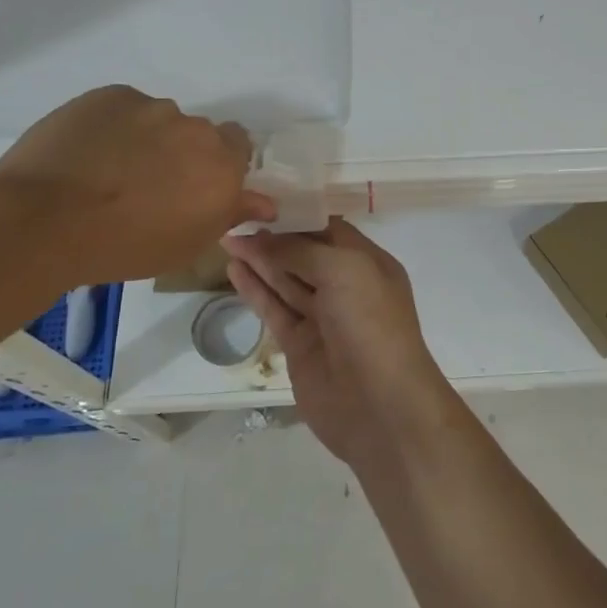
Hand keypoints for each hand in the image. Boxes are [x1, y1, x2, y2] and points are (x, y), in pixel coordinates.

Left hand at [0, 86, 275, 284]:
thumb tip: (266, 203)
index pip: (240, 146)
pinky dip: (114, 126)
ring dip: (148, 138)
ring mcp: (152, 108)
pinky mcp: (112, 95)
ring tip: (109, 169)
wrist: (42, 221)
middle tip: (150, 184)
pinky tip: (88, 152)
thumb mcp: (186, 244)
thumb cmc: (122, 246)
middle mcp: (196, 130)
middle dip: (182, 153)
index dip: (219, 164)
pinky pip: (124, 108)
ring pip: (160, 120)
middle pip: (198, 134)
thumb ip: (230, 214)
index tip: (195, 186)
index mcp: (222, 167)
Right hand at [222, 219, 462, 466]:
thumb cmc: (371, 323)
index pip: (330, 230)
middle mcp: (347, 287)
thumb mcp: (344, 270)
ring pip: (286, 280)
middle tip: (234, 219)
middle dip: (273, 237)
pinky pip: (275, 309)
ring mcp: (323, 318)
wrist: (380, 405)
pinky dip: (255, 289)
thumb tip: (264, 238)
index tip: (264, 202)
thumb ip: (302, 251)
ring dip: (259, 260)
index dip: (298, 216)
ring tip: (227, 238)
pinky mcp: (300, 345)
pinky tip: (234, 269)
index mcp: (368, 263)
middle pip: (304, 254)